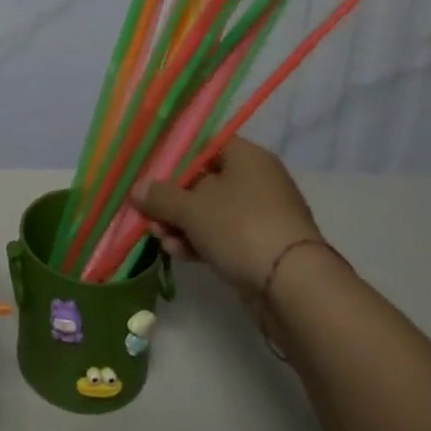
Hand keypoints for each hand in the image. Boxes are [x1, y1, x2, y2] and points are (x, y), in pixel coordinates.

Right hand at [133, 138, 320, 301]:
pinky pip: (223, 236)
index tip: (148, 170)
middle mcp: (256, 179)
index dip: (174, 156)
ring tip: (158, 237)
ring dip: (182, 224)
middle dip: (172, 199)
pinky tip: (177, 253)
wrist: (293, 286)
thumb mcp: (191, 208)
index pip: (204, 144)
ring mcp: (261, 215)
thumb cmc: (240, 227)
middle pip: (203, 180)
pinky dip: (200, 241)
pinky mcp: (261, 246)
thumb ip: (160, 196)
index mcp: (246, 156)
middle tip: (147, 212)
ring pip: (211, 212)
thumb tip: (137, 189)